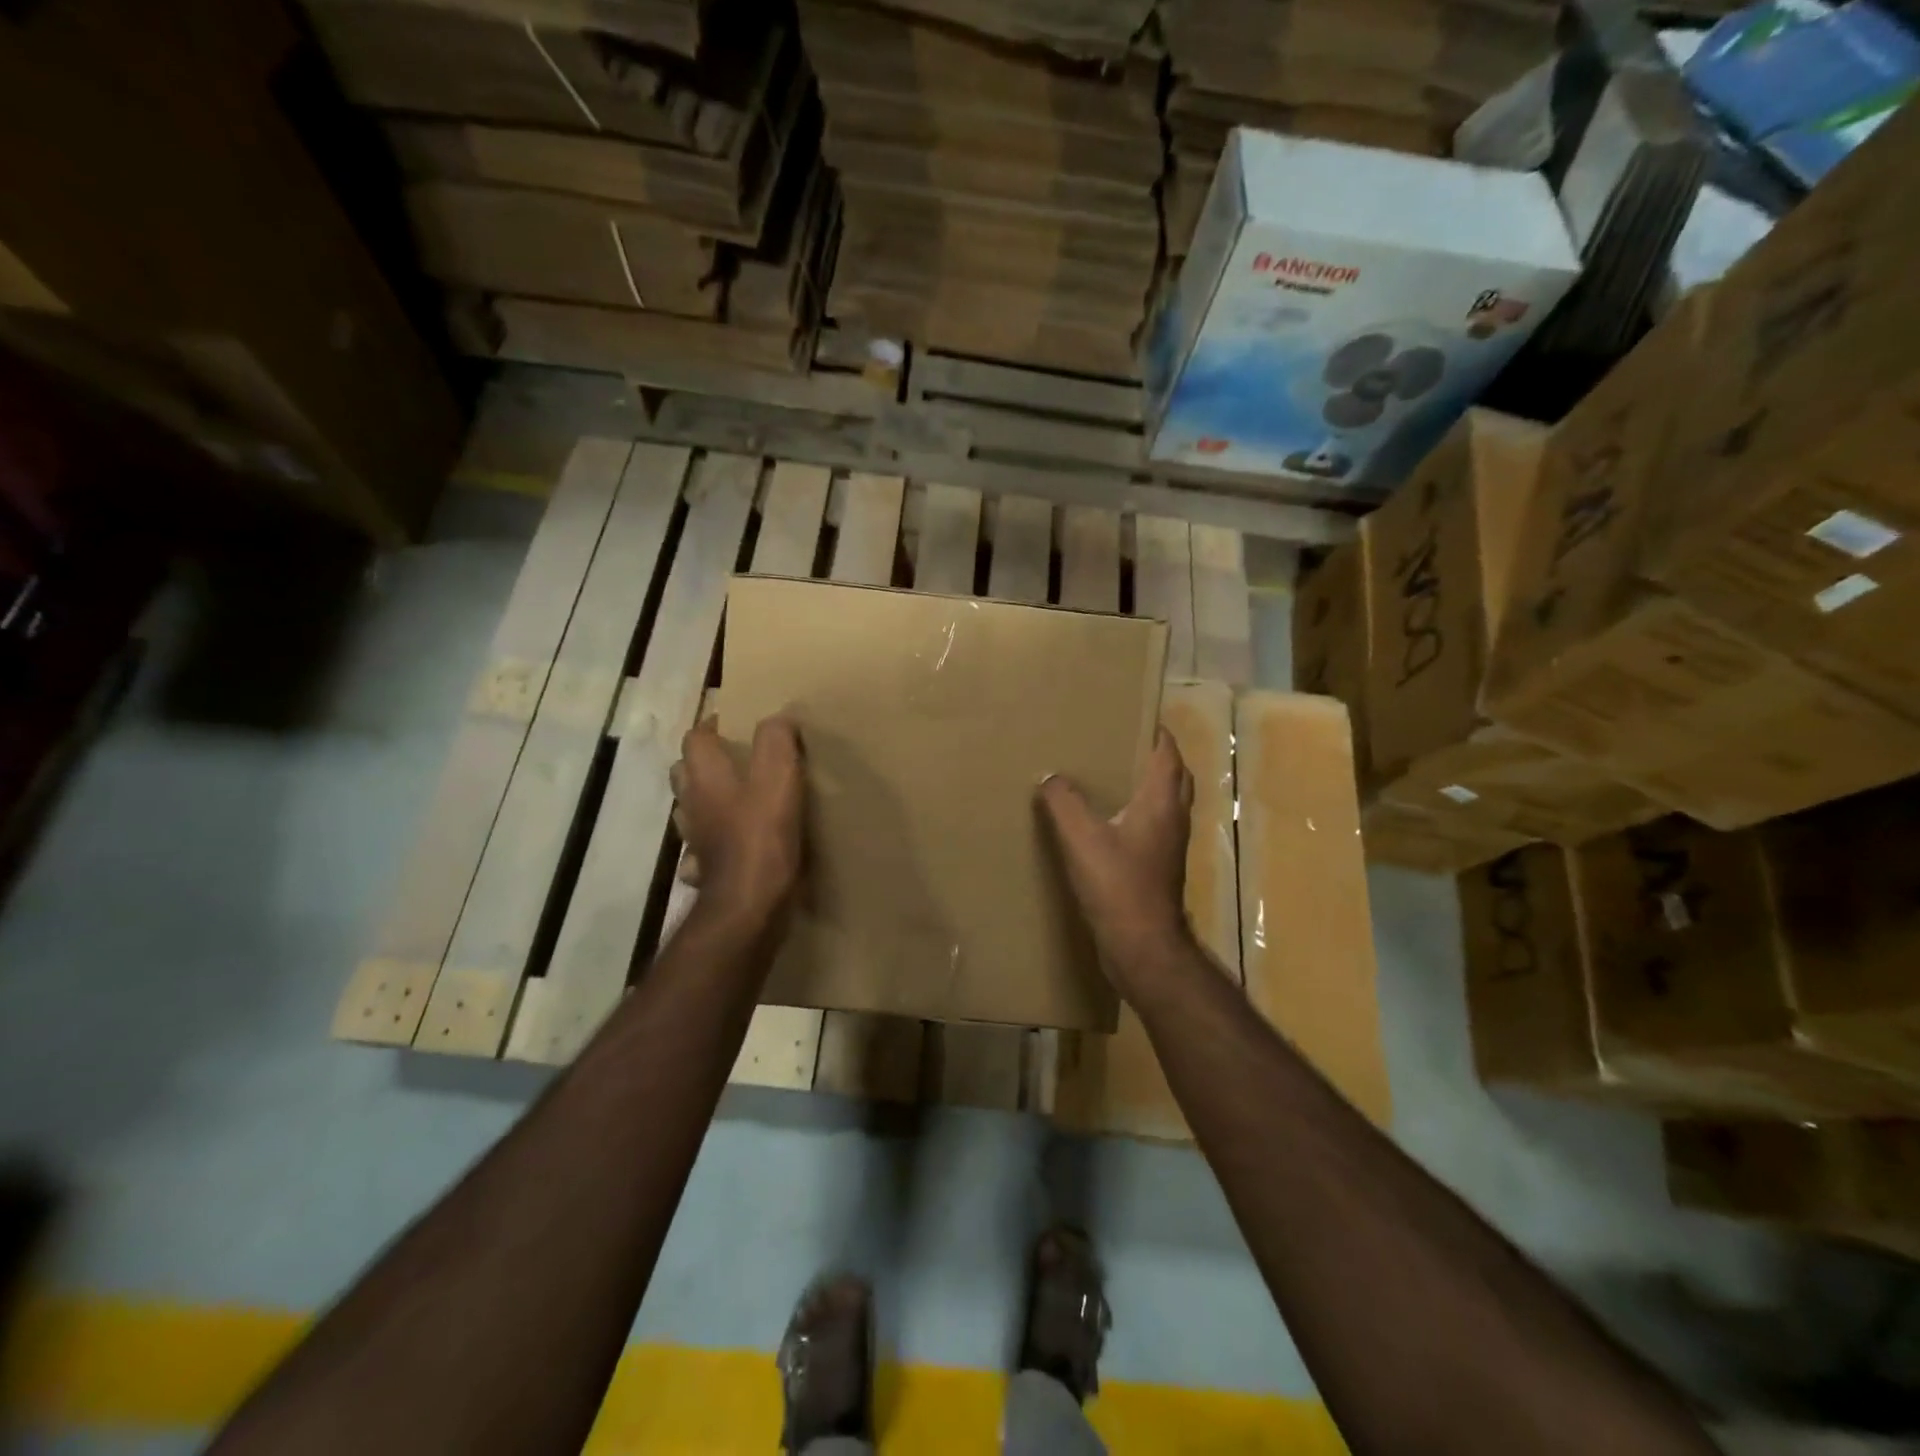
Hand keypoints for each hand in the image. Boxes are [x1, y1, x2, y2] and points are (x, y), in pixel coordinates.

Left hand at [670, 715, 804, 918]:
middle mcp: (691, 804)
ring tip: (735, 799)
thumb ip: (776, 740)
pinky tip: (731, 844)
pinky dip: (712, 842)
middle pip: (685, 772)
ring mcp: (693, 840)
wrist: (748, 906)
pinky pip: (701, 849)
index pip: (696, 737)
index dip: (713, 726)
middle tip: (736, 760)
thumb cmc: (762, 836)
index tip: (738, 724)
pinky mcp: (704, 870)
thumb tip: (777, 718)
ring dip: (705, 801)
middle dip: (704, 762)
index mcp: (705, 776)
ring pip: (689, 810)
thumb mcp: (779, 777)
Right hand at [1038, 728, 1192, 993]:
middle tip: (1122, 741)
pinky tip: (1107, 819)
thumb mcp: (1082, 838)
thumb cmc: (1118, 886)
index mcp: (1162, 803)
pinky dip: (1137, 811)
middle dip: (1154, 755)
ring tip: (1112, 773)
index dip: (1157, 731)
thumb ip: (1064, 801)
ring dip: (1147, 783)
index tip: (1136, 713)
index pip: (1168, 753)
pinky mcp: (1158, 867)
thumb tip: (1050, 776)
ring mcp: (1168, 845)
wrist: (1142, 946)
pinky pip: (1152, 825)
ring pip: (1165, 802)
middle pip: (1173, 776)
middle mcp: (1173, 818)